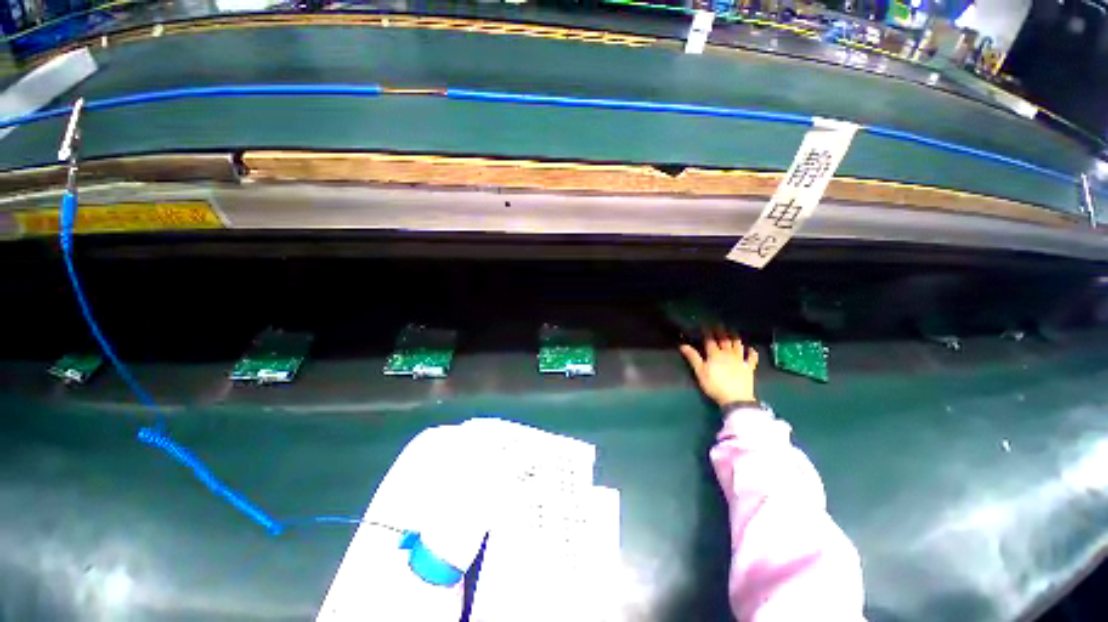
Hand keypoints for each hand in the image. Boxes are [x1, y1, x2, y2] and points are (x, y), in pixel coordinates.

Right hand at [680, 328, 758, 406]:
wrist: (735, 398)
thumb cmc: (714, 385)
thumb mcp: (700, 372)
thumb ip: (692, 357)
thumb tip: (682, 345)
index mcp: (715, 354)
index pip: (710, 340)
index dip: (707, 331)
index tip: (704, 324)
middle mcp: (728, 354)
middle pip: (724, 340)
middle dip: (721, 331)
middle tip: (719, 323)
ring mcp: (740, 360)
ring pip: (738, 345)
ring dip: (735, 337)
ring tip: (733, 330)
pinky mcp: (749, 368)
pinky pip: (752, 358)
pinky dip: (752, 352)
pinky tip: (751, 348)